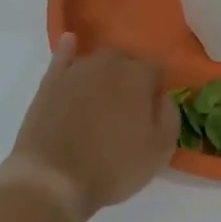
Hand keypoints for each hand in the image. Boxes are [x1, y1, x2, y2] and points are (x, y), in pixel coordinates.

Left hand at [0, 35, 178, 221]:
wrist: (53, 179)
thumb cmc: (113, 167)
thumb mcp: (160, 150)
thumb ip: (170, 114)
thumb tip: (163, 95)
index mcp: (138, 75)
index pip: (157, 68)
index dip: (158, 87)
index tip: (154, 108)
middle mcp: (108, 63)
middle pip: (127, 61)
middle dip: (131, 78)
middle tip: (129, 108)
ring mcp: (76, 69)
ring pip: (98, 62)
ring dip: (105, 74)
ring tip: (103, 100)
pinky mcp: (50, 81)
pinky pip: (62, 56)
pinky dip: (68, 50)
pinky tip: (71, 43)